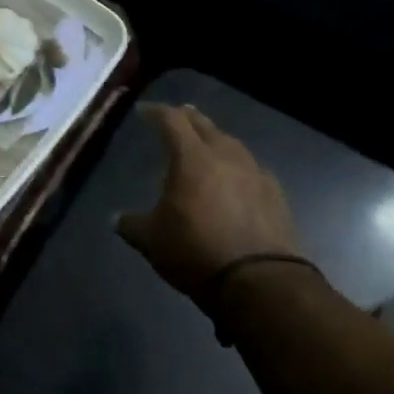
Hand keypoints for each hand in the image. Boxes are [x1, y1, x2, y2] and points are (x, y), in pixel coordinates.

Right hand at [117, 104, 303, 297]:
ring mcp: (255, 174)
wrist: (260, 281)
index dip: (157, 113)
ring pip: (232, 145)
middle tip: (178, 117)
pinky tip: (235, 179)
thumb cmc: (196, 251)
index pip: (172, 121)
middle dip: (189, 119)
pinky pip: (251, 169)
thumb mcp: (151, 241)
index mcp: (192, 158)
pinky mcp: (276, 195)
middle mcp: (226, 156)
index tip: (145, 112)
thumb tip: (117, 219)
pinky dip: (237, 167)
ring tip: (207, 146)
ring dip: (216, 141)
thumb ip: (132, 224)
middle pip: (206, 126)